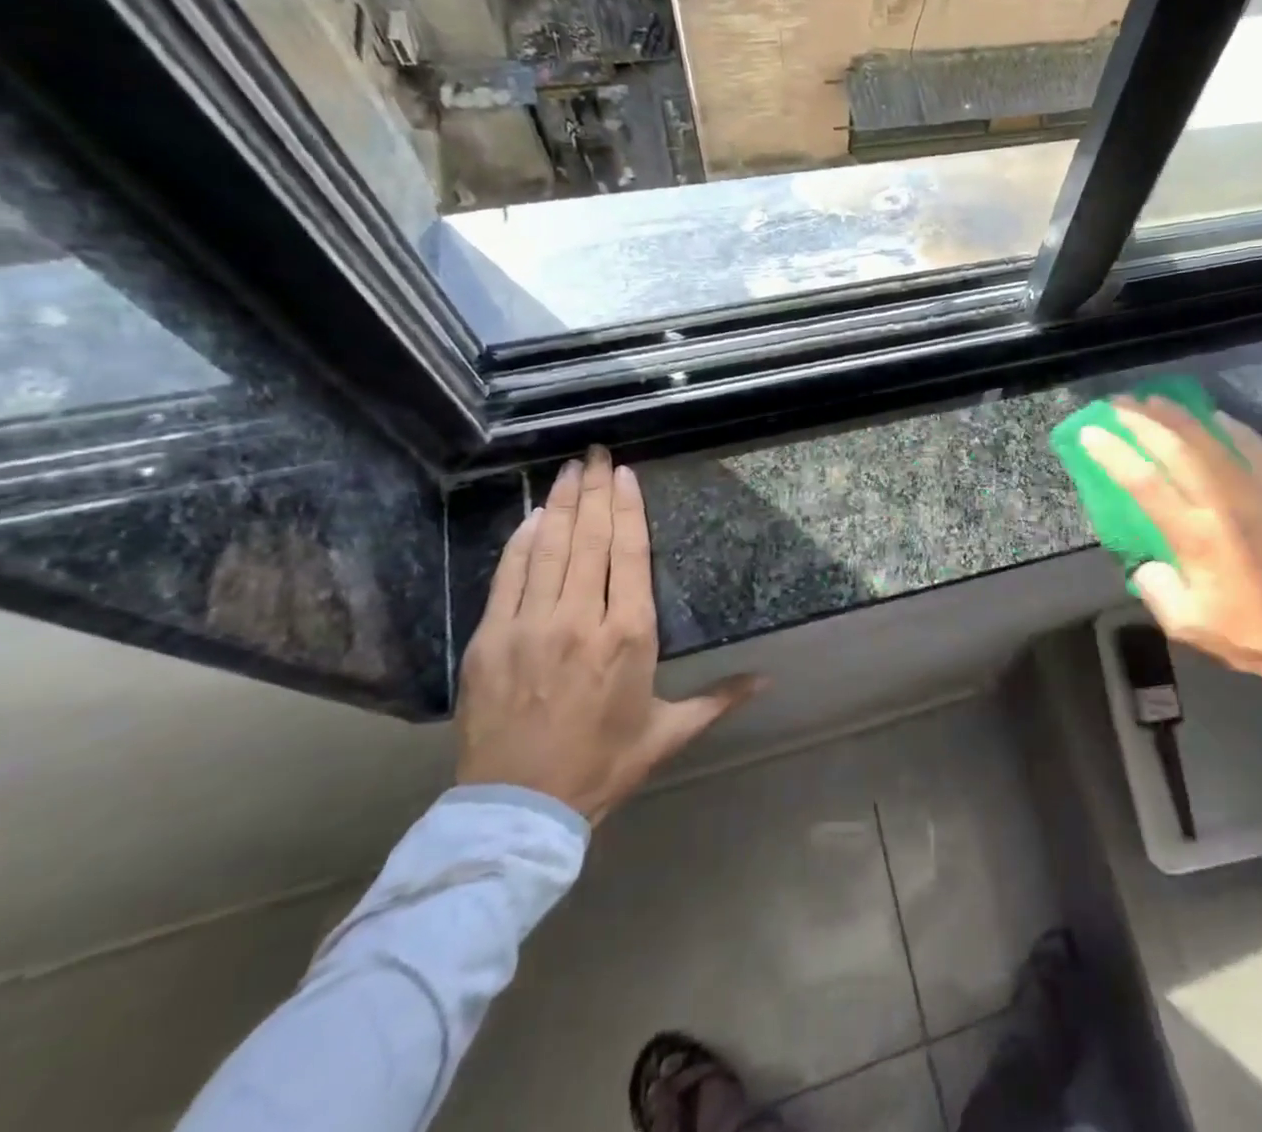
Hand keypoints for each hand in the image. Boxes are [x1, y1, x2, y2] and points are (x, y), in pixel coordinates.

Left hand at [456, 447, 761, 822]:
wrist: (521, 808)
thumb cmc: (605, 763)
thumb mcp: (670, 731)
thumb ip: (721, 697)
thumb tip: (770, 679)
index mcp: (630, 636)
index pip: (630, 554)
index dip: (627, 509)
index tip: (625, 474)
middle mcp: (582, 619)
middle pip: (589, 539)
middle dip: (594, 491)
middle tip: (596, 454)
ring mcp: (531, 626)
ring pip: (548, 549)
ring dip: (558, 504)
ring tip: (567, 471)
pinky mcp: (491, 640)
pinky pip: (508, 577)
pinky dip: (520, 542)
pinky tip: (531, 517)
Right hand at [1082, 399, 1261, 710]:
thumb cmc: (1251, 636)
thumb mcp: (1186, 624)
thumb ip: (1156, 588)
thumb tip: (1146, 561)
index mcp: (1196, 537)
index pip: (1144, 483)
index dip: (1113, 453)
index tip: (1091, 433)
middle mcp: (1225, 505)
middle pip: (1177, 448)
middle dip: (1143, 421)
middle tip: (1118, 404)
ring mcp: (1259, 494)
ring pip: (1213, 441)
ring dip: (1180, 416)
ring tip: (1154, 400)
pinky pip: (1255, 449)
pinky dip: (1231, 428)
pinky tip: (1215, 417)